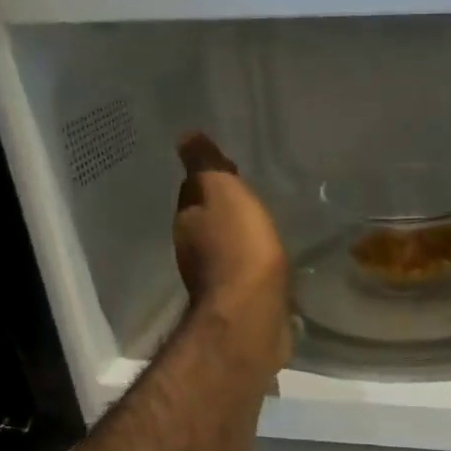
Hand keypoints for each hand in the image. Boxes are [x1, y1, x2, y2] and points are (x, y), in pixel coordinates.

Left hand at [175, 133, 291, 371]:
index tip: (231, 167)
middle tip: (248, 195)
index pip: (193, 189)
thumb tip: (184, 136)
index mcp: (187, 220)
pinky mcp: (237, 301)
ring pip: (224, 246)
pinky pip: (243, 271)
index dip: (210, 177)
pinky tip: (266, 260)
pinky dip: (250, 262)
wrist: (252, 315)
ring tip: (261, 225)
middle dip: (223, 208)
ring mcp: (214, 278)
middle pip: (207, 219)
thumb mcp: (223, 193)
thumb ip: (205, 165)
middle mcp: (192, 249)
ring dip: (237, 236)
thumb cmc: (238, 248)